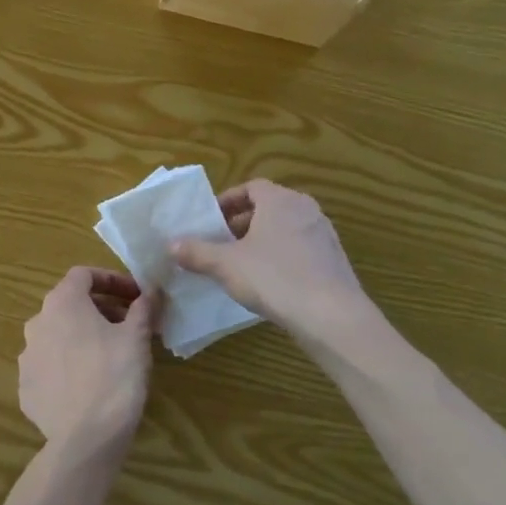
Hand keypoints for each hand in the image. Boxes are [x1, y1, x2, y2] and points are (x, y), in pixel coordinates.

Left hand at [19, 268, 162, 460]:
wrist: (85, 440)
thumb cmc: (115, 377)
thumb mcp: (137, 338)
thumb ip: (143, 308)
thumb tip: (152, 289)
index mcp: (62, 303)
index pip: (83, 275)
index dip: (111, 279)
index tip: (136, 296)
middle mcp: (37, 322)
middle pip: (70, 304)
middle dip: (101, 309)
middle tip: (129, 326)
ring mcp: (27, 356)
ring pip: (58, 335)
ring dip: (83, 337)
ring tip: (111, 356)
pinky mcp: (26, 387)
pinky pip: (51, 366)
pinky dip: (69, 365)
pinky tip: (89, 384)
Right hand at [169, 180, 373, 336]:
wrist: (332, 317)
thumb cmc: (275, 279)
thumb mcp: (226, 265)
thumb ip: (197, 252)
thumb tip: (170, 245)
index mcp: (280, 200)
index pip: (251, 187)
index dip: (229, 201)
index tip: (212, 220)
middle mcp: (306, 209)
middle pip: (269, 207)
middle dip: (242, 222)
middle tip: (222, 242)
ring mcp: (324, 235)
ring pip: (286, 229)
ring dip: (263, 240)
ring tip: (242, 263)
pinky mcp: (335, 261)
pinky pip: (301, 249)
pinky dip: (282, 257)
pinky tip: (270, 283)